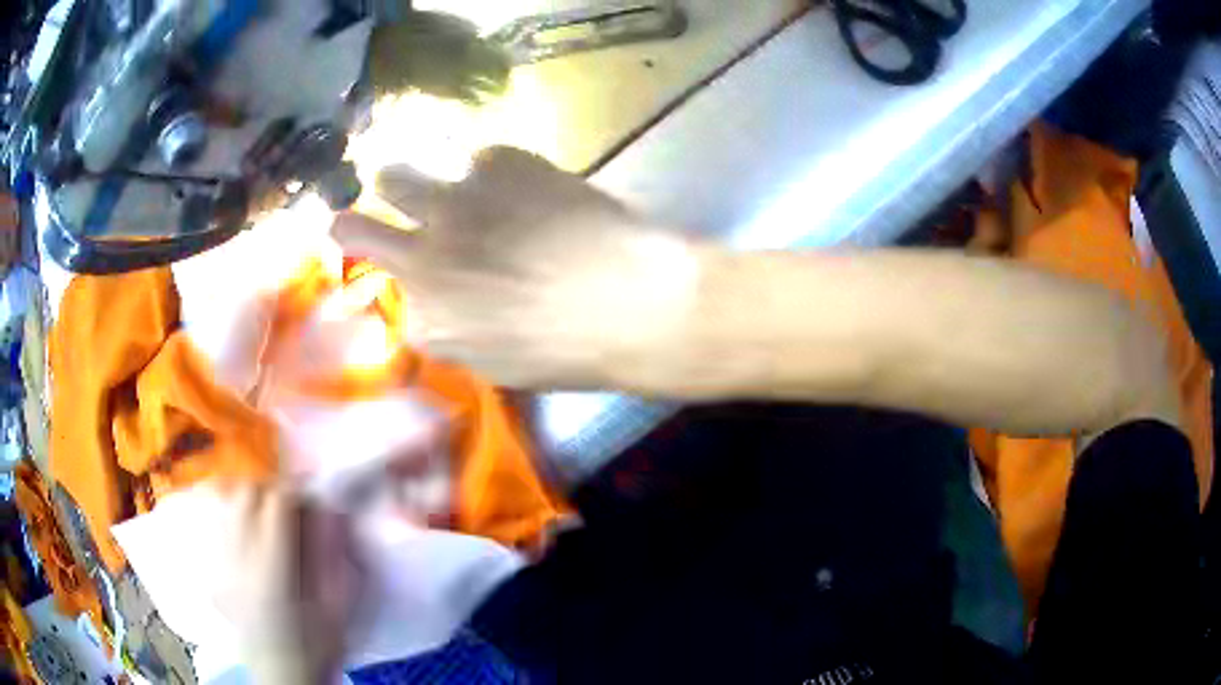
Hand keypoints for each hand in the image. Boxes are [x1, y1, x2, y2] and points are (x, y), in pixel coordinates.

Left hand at [212, 485, 362, 684]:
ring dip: (249, 500)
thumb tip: (331, 510)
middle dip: (271, 492)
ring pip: (226, 504)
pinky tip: (248, 533)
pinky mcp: (214, 570)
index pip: (278, 504)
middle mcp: (240, 559)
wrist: (282, 675)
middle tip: (291, 509)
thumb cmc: (316, 645)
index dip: (298, 492)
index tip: (314, 499)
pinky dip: (232, 516)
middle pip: (246, 495)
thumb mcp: (338, 606)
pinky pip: (217, 525)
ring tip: (268, 517)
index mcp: (273, 570)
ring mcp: (221, 564)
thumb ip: (334, 556)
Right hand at [332, 147, 705, 390]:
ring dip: (404, 183)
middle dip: (353, 224)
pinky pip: (474, 158)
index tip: (414, 279)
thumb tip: (438, 301)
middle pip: (354, 226)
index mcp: (426, 320)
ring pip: (394, 176)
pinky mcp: (498, 163)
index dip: (404, 285)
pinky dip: (489, 172)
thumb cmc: (572, 350)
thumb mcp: (498, 364)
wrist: (634, 300)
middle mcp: (423, 256)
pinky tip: (523, 187)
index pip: (391, 297)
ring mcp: (454, 202)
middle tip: (364, 216)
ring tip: (428, 184)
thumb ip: (453, 328)